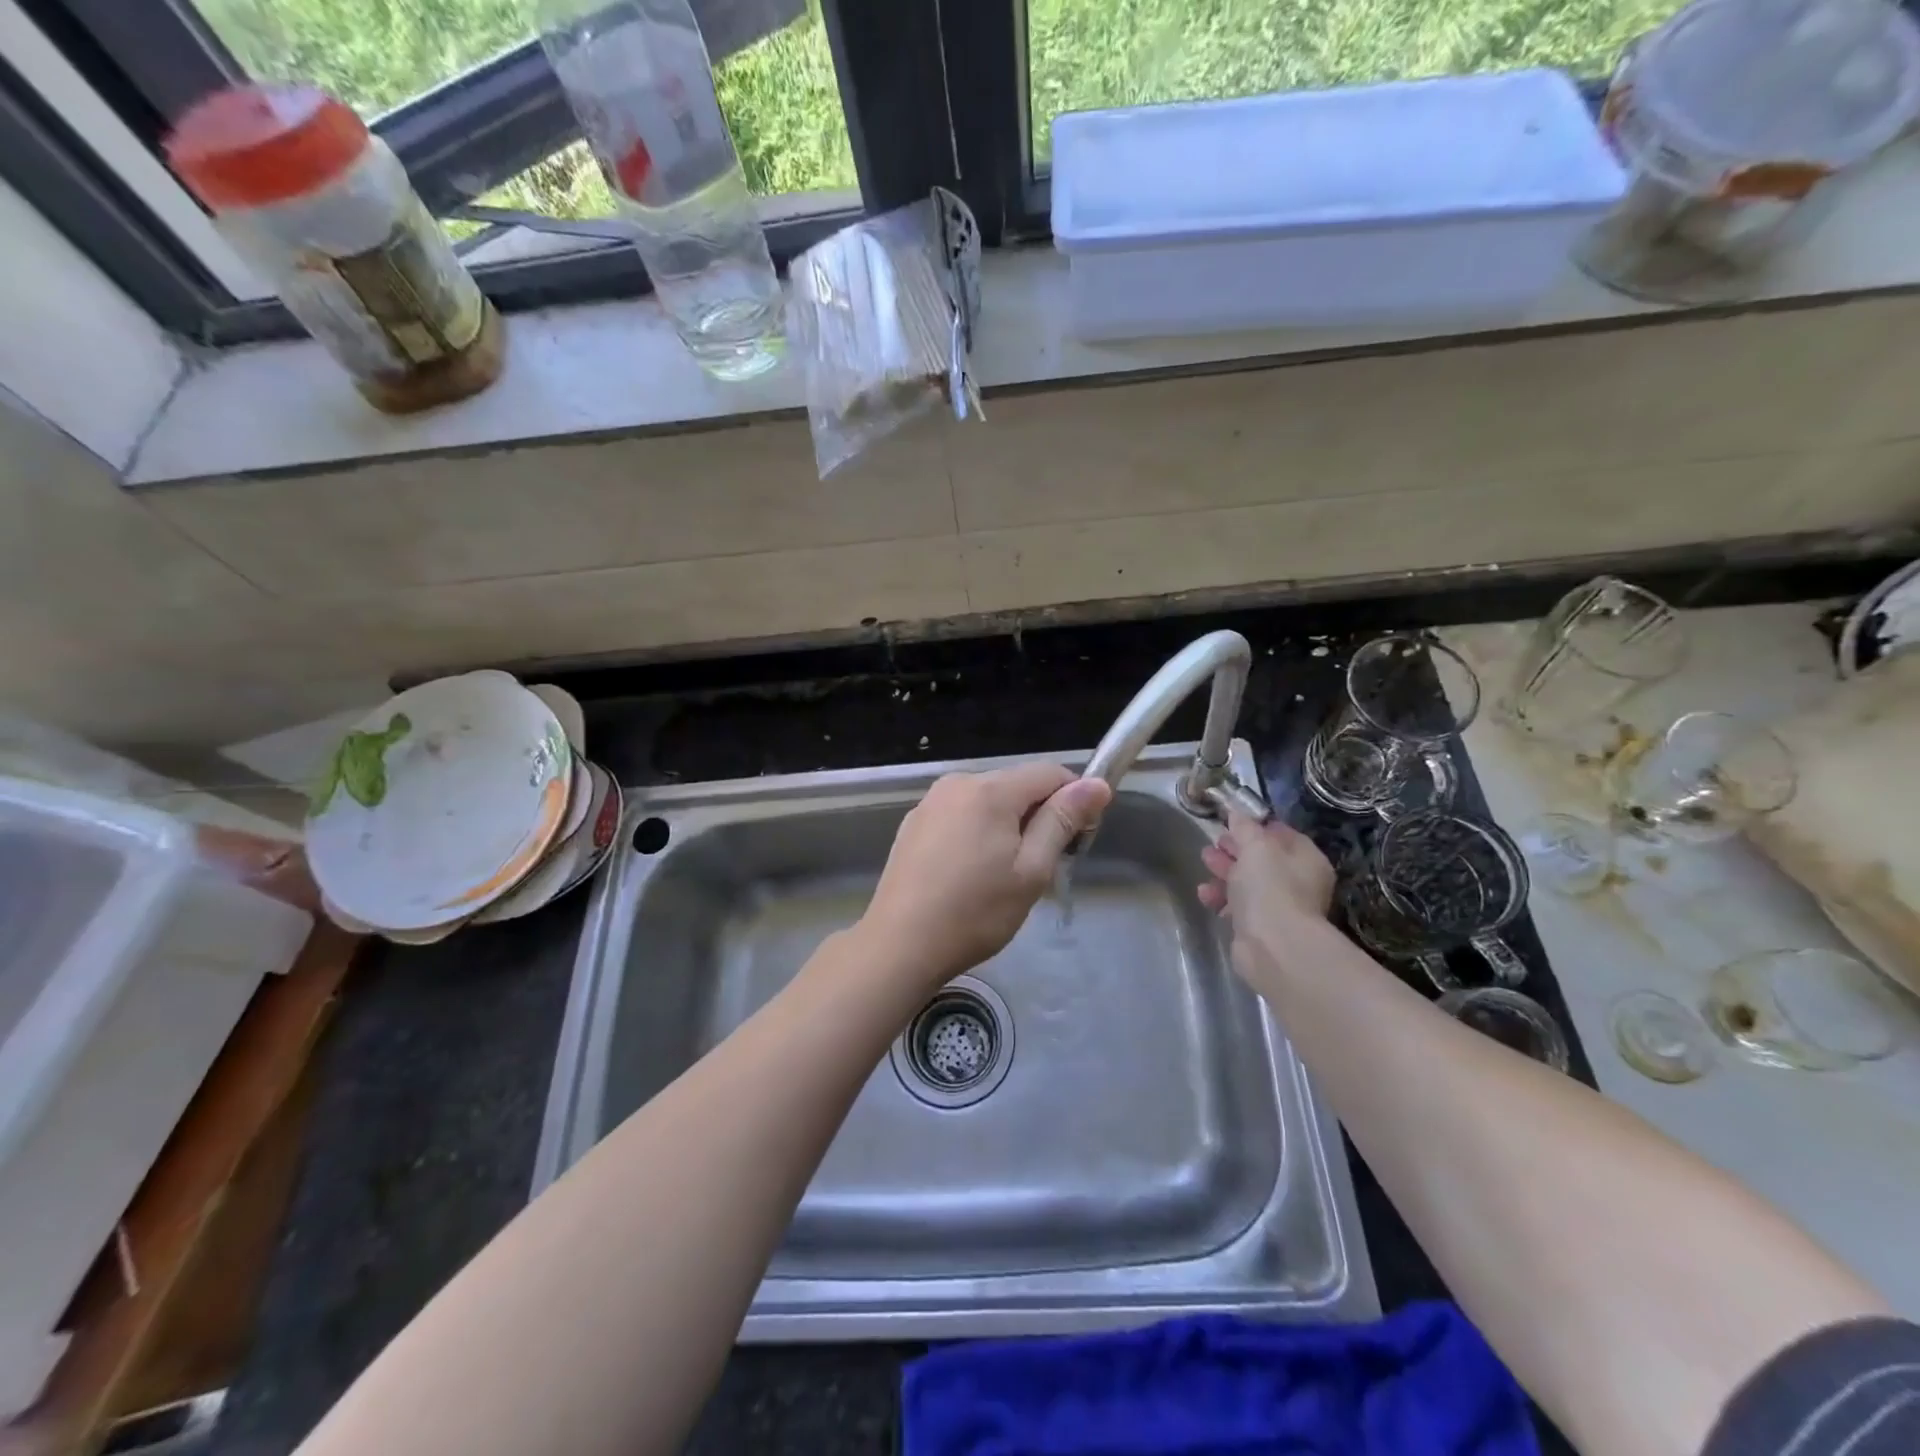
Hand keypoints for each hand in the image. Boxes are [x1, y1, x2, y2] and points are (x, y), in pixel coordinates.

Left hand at [859, 764, 1111, 992]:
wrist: (900, 944)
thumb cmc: (975, 912)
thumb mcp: (1031, 870)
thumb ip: (1063, 820)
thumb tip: (1096, 784)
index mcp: (990, 790)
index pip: (1050, 773)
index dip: (1073, 800)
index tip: (1075, 842)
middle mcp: (958, 782)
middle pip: (1017, 785)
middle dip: (1037, 816)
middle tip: (1038, 868)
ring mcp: (930, 802)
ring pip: (988, 801)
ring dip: (1007, 826)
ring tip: (1002, 875)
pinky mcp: (914, 823)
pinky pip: (960, 815)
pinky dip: (976, 833)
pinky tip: (968, 873)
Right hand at [1198, 811, 1335, 980]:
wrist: (1273, 946)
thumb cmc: (1270, 887)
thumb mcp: (1255, 846)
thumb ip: (1244, 827)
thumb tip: (1237, 813)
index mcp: (1306, 859)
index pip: (1283, 834)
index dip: (1257, 826)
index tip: (1232, 822)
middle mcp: (1299, 883)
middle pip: (1263, 859)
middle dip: (1235, 849)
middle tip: (1214, 843)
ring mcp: (1280, 908)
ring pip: (1248, 883)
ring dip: (1224, 872)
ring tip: (1204, 862)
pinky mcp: (1260, 929)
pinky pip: (1238, 907)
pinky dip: (1221, 898)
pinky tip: (1205, 894)